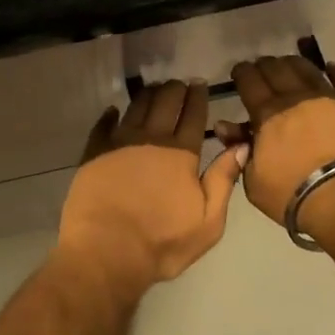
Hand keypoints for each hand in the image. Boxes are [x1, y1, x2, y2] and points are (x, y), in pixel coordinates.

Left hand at [59, 81, 248, 291]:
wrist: (106, 251)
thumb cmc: (162, 242)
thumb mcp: (208, 221)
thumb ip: (224, 180)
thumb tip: (241, 145)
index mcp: (181, 153)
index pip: (193, 116)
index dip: (197, 98)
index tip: (200, 84)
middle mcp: (151, 139)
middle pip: (165, 103)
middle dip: (174, 90)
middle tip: (179, 84)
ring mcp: (119, 143)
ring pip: (136, 107)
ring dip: (148, 95)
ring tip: (154, 89)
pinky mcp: (93, 153)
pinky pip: (103, 125)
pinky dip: (111, 114)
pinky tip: (114, 110)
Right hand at [221, 56, 334, 244]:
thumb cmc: (295, 195)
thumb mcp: (254, 181)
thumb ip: (239, 149)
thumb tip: (225, 126)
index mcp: (267, 114)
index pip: (249, 82)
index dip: (242, 72)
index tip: (238, 71)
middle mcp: (296, 97)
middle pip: (276, 69)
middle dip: (264, 65)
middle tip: (261, 68)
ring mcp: (328, 98)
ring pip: (307, 69)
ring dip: (293, 63)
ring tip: (288, 64)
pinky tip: (331, 68)